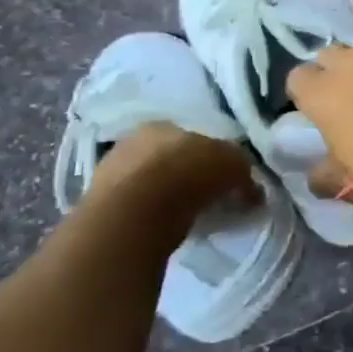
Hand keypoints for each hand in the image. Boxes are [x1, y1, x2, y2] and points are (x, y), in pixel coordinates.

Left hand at [87, 122, 259, 218]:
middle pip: (168, 158)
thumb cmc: (187, 175)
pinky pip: (136, 208)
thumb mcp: (232, 165)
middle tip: (208, 196)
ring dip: (167, 196)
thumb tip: (253, 191)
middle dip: (186, 175)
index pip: (191, 135)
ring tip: (188, 216)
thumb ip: (243, 173)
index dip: (210, 156)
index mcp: (163, 123)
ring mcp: (110, 174)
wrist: (135, 215)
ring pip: (149, 183)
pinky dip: (151, 217)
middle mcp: (132, 141)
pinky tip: (165, 228)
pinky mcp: (99, 207)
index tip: (223, 176)